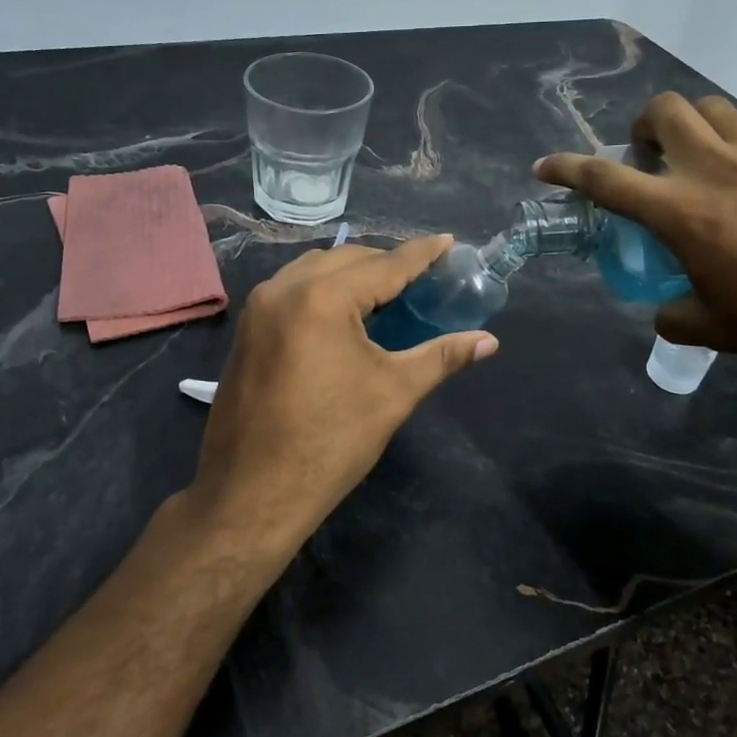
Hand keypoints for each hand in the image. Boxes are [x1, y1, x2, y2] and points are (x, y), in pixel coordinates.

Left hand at [190, 236, 497, 548]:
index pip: (384, 264)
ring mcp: (259, 308)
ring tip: (388, 293)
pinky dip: (324, 289)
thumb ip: (442, 356)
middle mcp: (284, 289)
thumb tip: (489, 341)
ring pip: (315, 269)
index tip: (449, 242)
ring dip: (353, 273)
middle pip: (348, 259)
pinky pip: (293, 289)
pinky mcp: (247, 328)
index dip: (421, 254)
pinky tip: (345, 314)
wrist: (251, 494)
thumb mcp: (393, 393)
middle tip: (424, 278)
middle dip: (387, 263)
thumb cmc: (330, 443)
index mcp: (322, 298)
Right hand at [535, 93, 736, 394]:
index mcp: (682, 212)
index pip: (605, 179)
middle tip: (646, 158)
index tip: (544, 167)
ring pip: (715, 108)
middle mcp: (717, 169)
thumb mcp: (720, 331)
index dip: (567, 169)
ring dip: (694, 125)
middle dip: (641, 126)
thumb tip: (664, 311)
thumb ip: (677, 315)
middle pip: (664, 111)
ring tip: (699, 158)